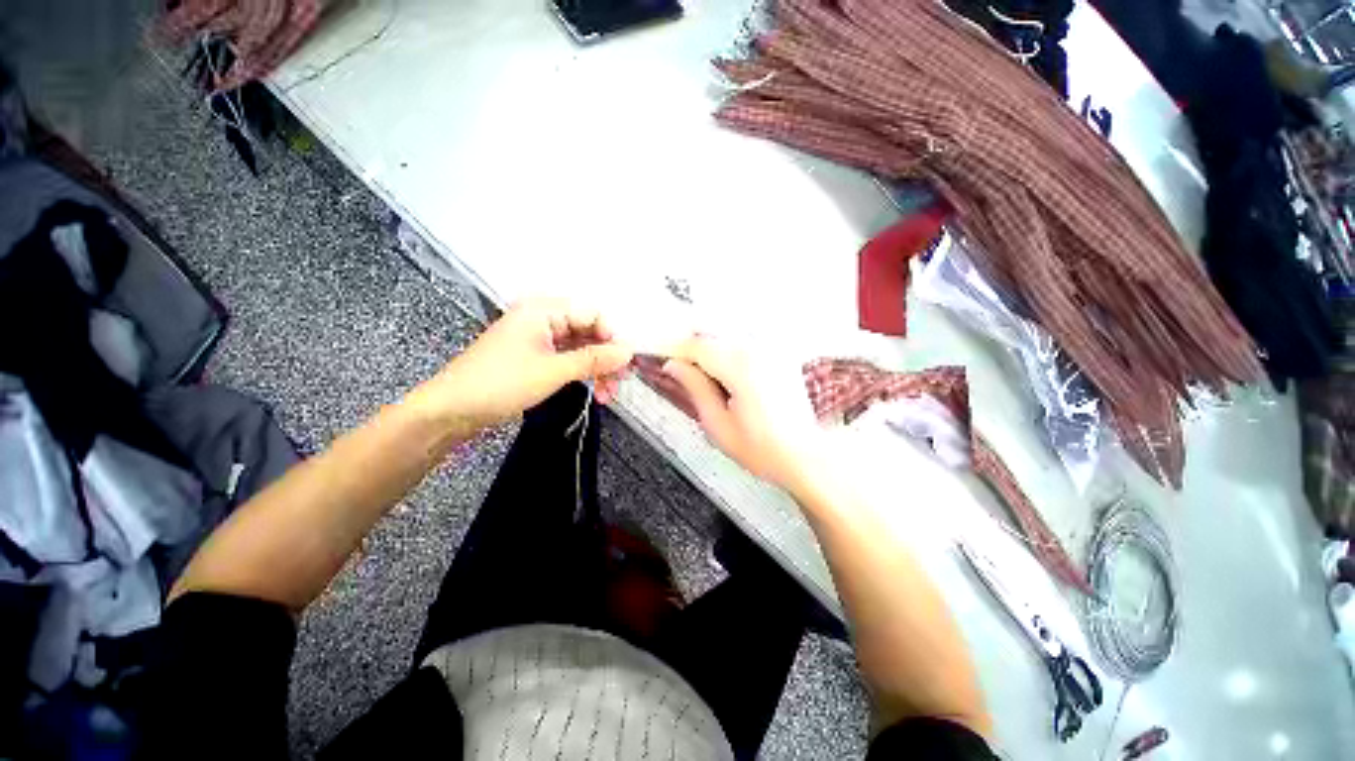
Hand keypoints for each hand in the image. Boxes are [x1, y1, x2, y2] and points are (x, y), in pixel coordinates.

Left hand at [429, 298, 633, 427]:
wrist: (452, 410)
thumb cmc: (502, 383)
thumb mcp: (554, 371)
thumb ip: (594, 359)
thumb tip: (628, 351)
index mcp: (544, 310)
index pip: (592, 315)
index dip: (611, 338)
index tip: (623, 365)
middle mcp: (543, 319)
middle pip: (588, 332)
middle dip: (605, 359)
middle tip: (618, 385)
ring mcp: (538, 339)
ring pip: (580, 348)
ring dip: (596, 370)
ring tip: (606, 396)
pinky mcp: (535, 357)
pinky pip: (567, 359)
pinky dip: (581, 374)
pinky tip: (592, 391)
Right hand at [650, 337, 825, 494]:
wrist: (805, 456)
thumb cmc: (763, 450)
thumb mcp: (718, 425)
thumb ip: (695, 389)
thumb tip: (674, 366)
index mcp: (740, 367)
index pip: (696, 345)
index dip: (676, 353)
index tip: (666, 366)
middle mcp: (758, 351)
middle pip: (711, 338)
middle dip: (693, 354)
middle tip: (683, 377)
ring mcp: (771, 351)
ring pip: (726, 340)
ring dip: (710, 355)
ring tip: (708, 384)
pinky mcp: (779, 356)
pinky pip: (744, 346)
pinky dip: (728, 356)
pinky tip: (729, 382)